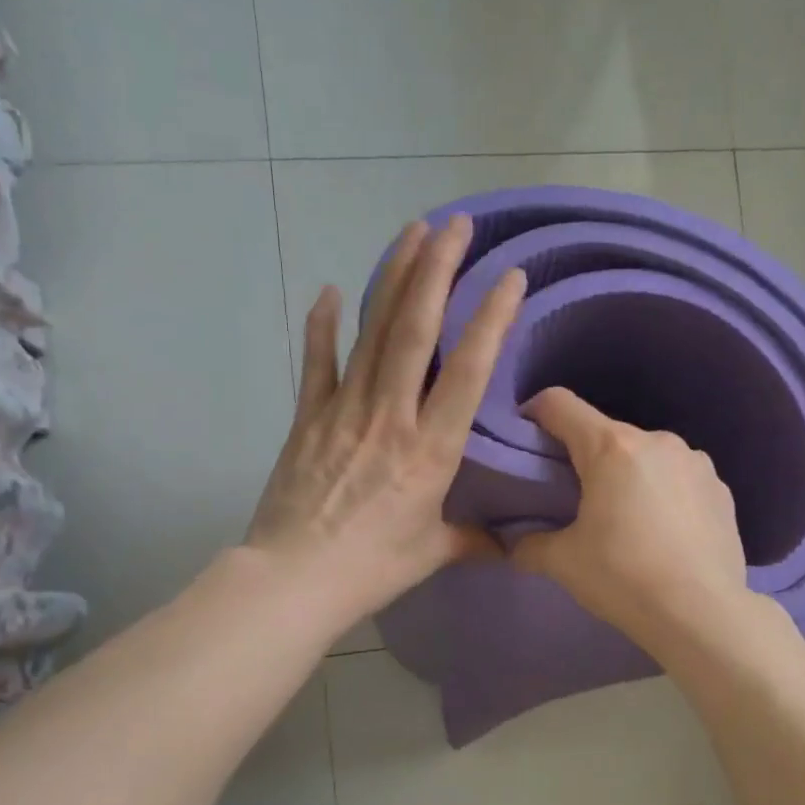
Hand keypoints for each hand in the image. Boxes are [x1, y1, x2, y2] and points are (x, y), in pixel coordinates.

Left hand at [245, 215, 524, 627]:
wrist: (294, 579)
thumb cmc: (371, 568)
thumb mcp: (432, 554)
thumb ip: (474, 541)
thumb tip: (509, 546)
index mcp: (430, 449)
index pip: (469, 370)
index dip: (491, 318)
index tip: (510, 276)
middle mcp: (391, 416)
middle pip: (416, 330)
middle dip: (437, 270)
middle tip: (455, 225)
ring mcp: (344, 411)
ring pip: (373, 332)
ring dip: (392, 278)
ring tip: (411, 232)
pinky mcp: (307, 419)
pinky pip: (316, 363)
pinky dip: (321, 325)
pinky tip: (328, 290)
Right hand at [512, 389, 750, 642]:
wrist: (702, 614)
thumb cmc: (624, 578)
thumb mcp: (564, 563)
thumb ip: (530, 546)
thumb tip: (515, 546)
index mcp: (611, 447)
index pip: (559, 404)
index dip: (535, 414)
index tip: (528, 442)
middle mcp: (657, 440)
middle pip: (606, 433)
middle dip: (585, 458)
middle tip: (575, 499)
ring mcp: (696, 461)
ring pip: (646, 455)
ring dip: (629, 475)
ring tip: (626, 520)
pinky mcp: (721, 488)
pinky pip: (679, 478)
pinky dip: (664, 493)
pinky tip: (665, 533)